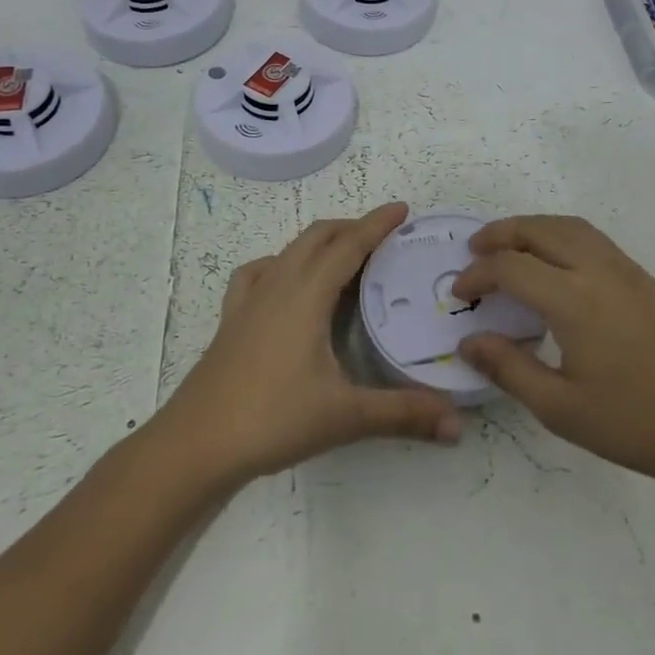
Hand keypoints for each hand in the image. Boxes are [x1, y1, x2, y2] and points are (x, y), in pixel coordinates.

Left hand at [154, 203, 462, 487]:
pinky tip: (286, 283)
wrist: (195, 445)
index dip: (376, 224)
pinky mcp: (231, 320)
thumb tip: (458, 424)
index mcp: (306, 295)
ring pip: (289, 251)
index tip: (402, 209)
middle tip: (384, 237)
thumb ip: (403, 414)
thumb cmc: (272, 420)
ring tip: (344, 257)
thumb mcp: (345, 416)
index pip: (348, 246)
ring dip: (320, 243)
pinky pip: (258, 273)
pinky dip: (281, 264)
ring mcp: (249, 301)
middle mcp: (277, 286)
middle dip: (351, 228)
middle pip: (317, 237)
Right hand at [452, 215, 654, 496]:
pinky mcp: (648, 282)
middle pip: (542, 230)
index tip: (459, 293)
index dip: (478, 274)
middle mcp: (600, 271)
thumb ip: (509, 368)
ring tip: (512, 248)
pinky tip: (558, 267)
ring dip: (535, 228)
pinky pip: (596, 240)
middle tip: (475, 249)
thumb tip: (469, 341)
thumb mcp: (560, 408)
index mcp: (574, 300)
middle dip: (503, 233)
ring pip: (573, 227)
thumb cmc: (634, 423)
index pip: (512, 267)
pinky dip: (563, 237)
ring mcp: (629, 272)